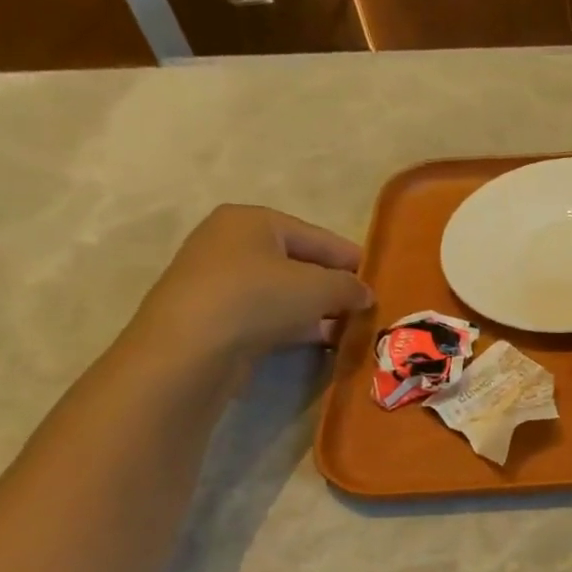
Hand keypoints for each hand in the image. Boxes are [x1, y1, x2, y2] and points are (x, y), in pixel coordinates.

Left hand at [127, 204, 371, 368]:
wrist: (189, 351)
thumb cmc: (257, 299)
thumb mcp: (319, 287)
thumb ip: (349, 286)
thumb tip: (365, 294)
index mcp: (253, 221)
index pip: (319, 237)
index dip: (353, 260)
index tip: (381, 282)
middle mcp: (231, 243)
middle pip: (300, 264)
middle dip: (334, 287)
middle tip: (367, 309)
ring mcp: (219, 281)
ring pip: (284, 292)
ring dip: (318, 311)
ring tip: (350, 329)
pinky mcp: (215, 317)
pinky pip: (268, 315)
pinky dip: (295, 326)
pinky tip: (321, 342)